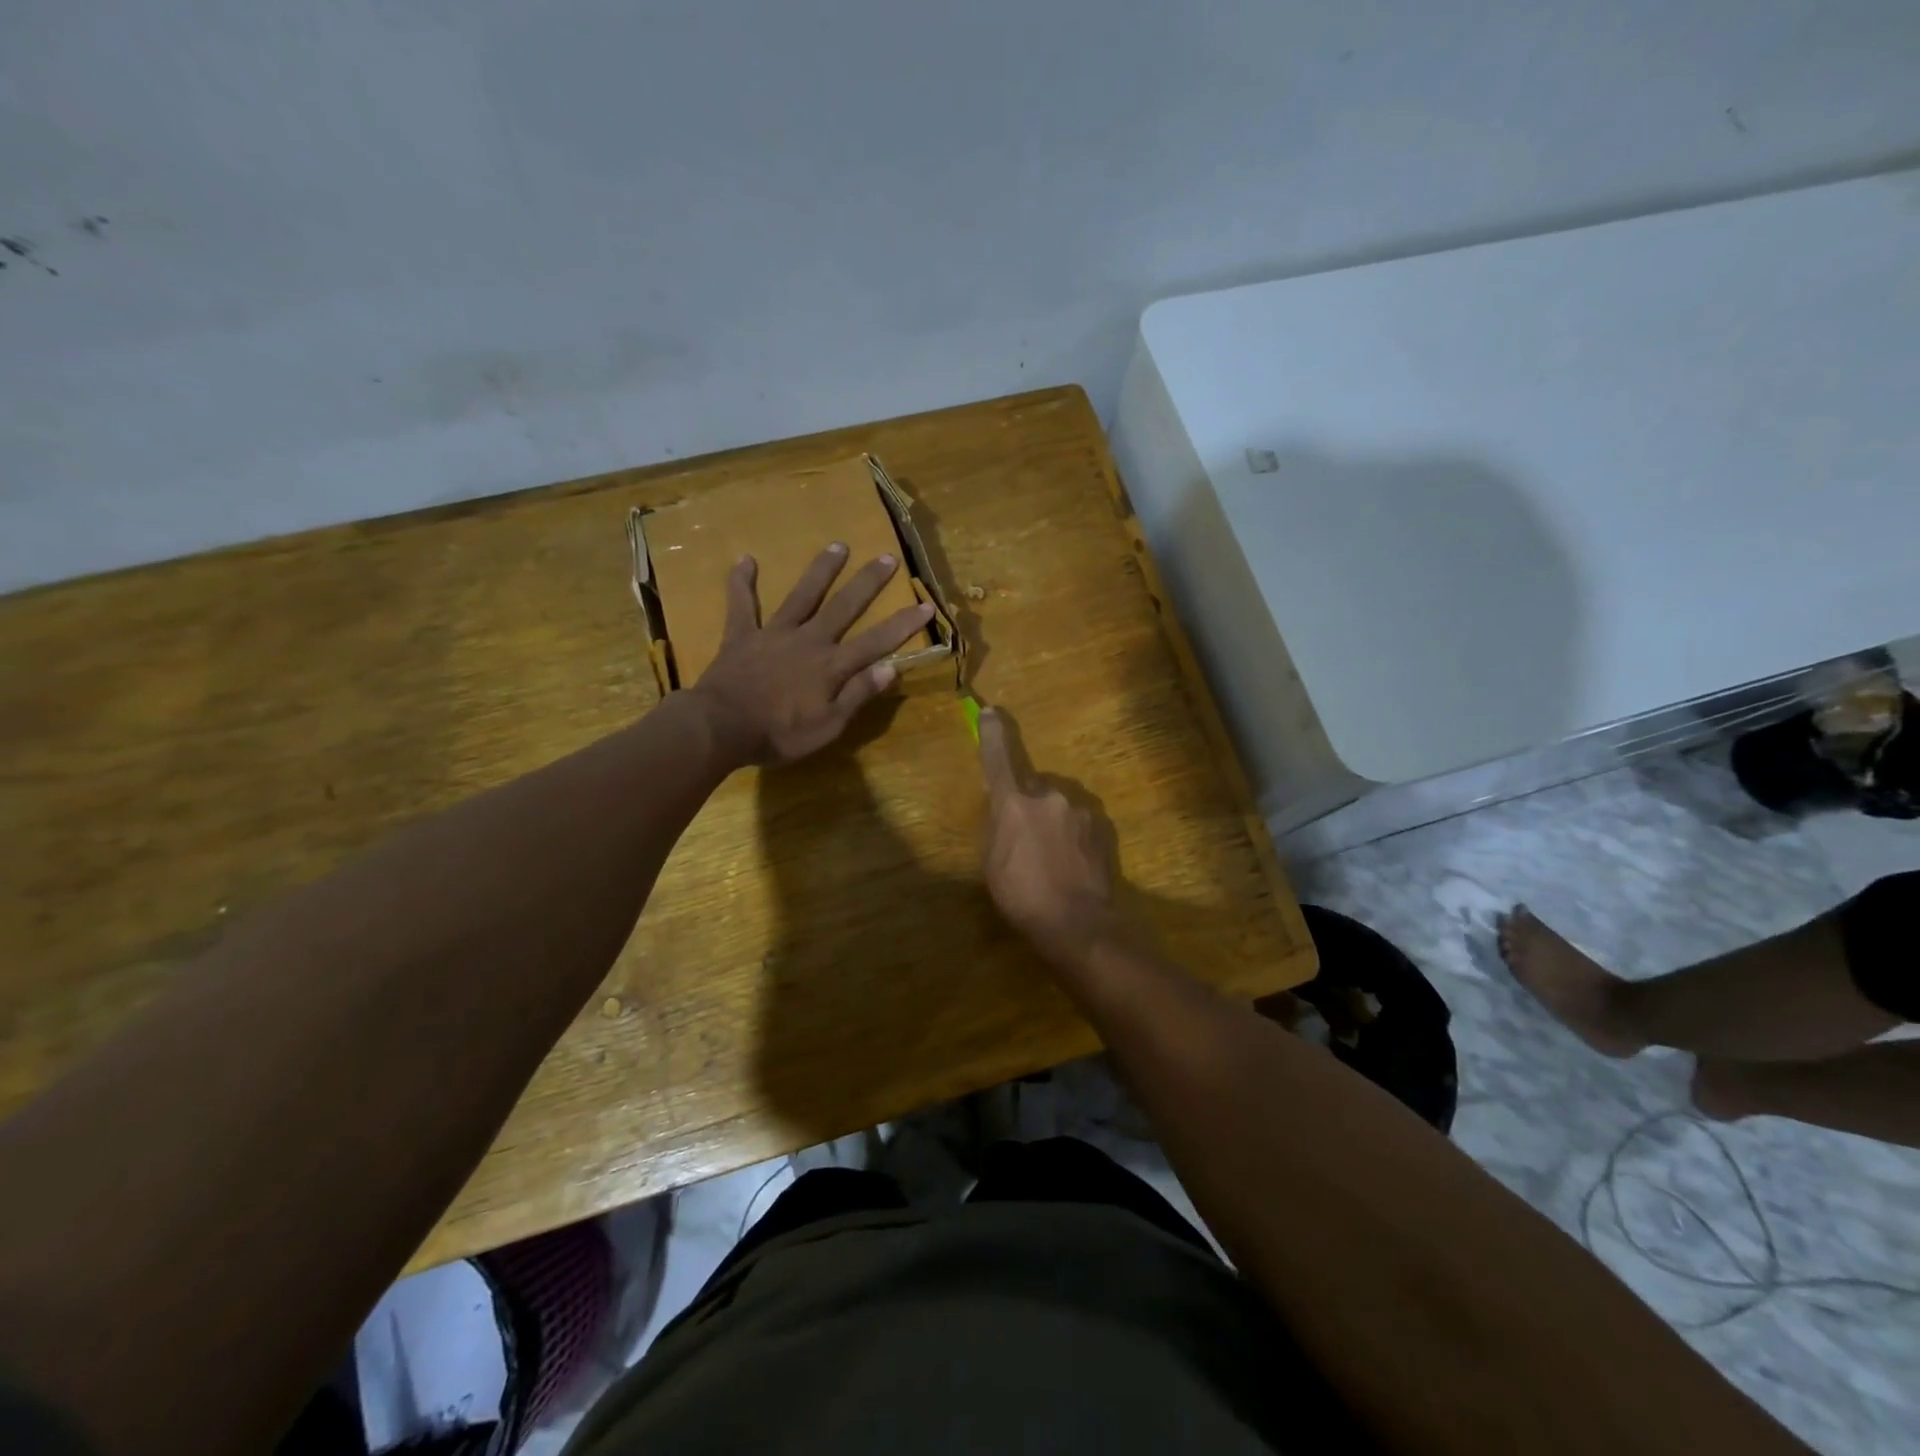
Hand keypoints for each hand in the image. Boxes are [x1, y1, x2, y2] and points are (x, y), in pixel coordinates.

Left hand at [687, 543, 933, 766]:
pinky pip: (742, 605)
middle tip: (887, 557)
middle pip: (843, 607)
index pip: (877, 642)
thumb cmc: (779, 734)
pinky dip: (741, 582)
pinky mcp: (742, 636)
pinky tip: (744, 559)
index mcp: (831, 666)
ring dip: (821, 570)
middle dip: (868, 583)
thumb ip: (858, 695)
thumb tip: (891, 668)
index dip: (903, 624)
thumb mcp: (828, 726)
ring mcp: (774, 634)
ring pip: (802, 596)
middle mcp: (809, 641)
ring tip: (838, 545)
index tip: (926, 605)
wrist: (721, 727)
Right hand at [978, 708, 1120, 966]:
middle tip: (1025, 843)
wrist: (1079, 923)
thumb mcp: (992, 862)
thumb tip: (1003, 806)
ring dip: (1053, 821)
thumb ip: (997, 825)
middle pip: (1033, 788)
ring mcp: (1080, 809)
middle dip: (1028, 805)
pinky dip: (1074, 834)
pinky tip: (1074, 862)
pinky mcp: (1102, 825)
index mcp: (1013, 802)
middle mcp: (1048, 795)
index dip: (992, 734)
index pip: (998, 758)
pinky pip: (1080, 820)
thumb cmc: (1022, 896)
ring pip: (1058, 805)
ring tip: (1053, 860)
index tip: (991, 712)